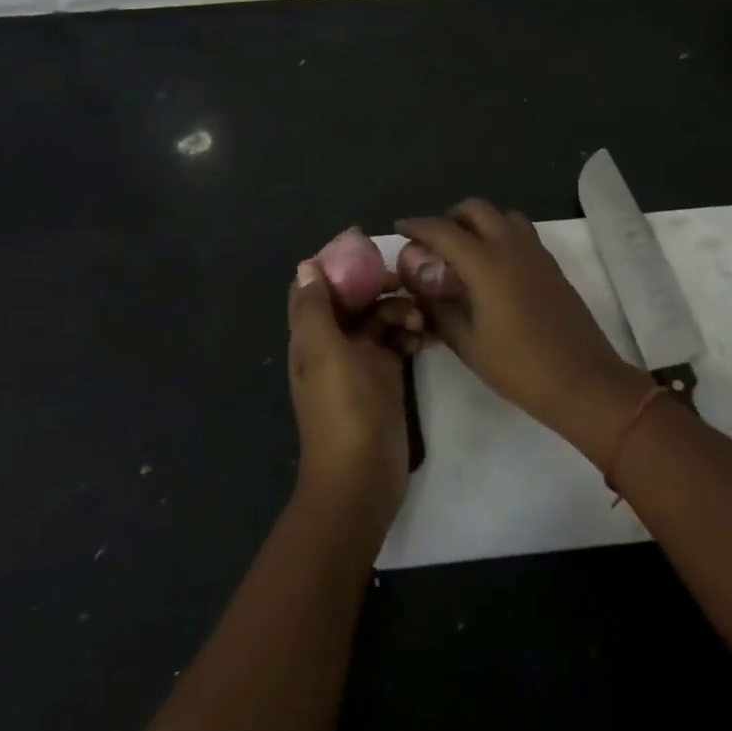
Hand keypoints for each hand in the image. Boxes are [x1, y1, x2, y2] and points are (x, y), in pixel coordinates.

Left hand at [286, 260, 422, 523]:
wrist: (362, 477)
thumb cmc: (342, 410)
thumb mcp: (325, 353)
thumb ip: (316, 309)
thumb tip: (307, 264)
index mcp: (311, 336)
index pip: (314, 288)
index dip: (334, 266)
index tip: (366, 253)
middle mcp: (333, 343)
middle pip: (352, 299)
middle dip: (376, 287)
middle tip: (405, 284)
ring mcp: (361, 361)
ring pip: (378, 318)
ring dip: (399, 310)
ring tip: (420, 320)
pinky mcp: (386, 376)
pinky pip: (397, 341)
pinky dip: (409, 333)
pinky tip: (424, 339)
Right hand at [395, 200, 644, 432]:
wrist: (583, 381)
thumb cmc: (519, 367)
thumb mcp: (468, 343)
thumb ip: (439, 310)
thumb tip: (421, 290)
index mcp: (487, 264)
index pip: (443, 231)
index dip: (418, 226)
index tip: (400, 228)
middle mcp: (512, 247)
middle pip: (476, 209)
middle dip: (450, 217)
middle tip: (434, 242)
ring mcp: (537, 254)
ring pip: (503, 216)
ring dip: (480, 222)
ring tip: (464, 251)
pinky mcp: (552, 266)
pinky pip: (521, 234)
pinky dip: (500, 235)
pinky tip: (493, 268)